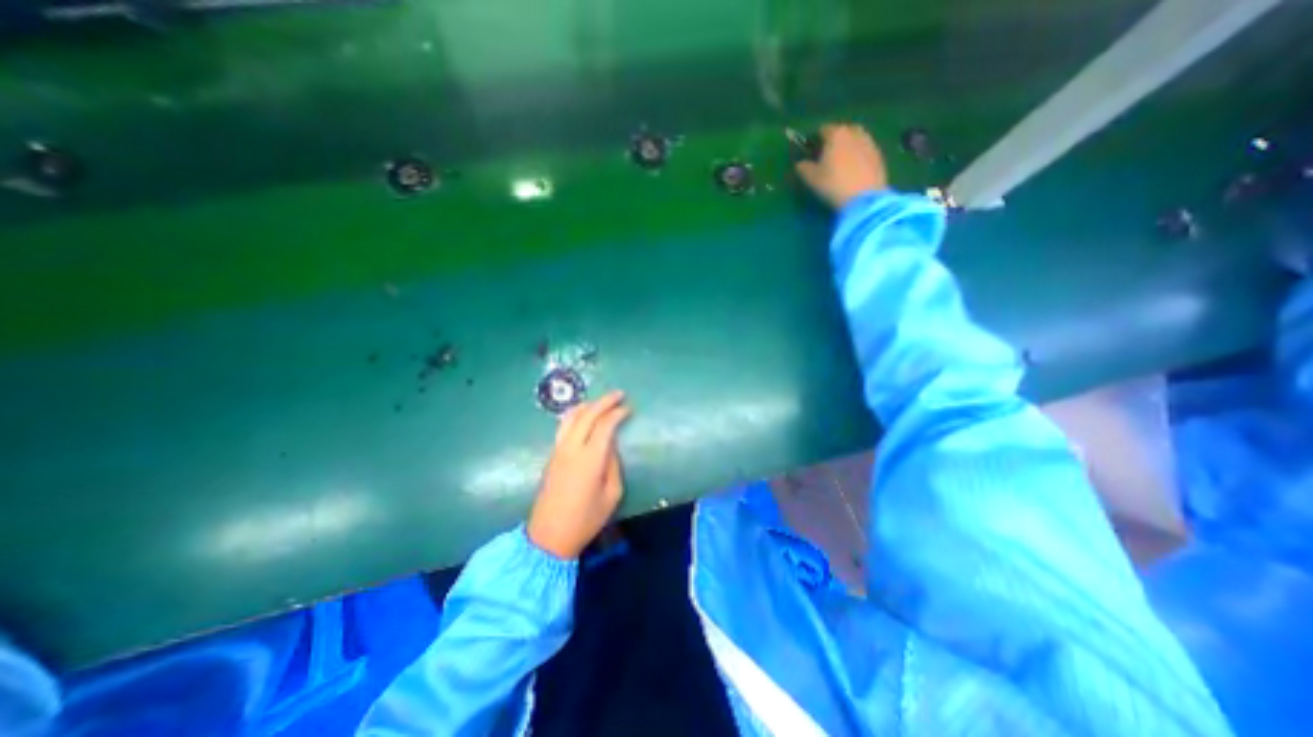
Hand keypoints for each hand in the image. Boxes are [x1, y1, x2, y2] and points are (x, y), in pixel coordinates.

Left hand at [526, 391, 634, 557]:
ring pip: (571, 417)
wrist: (548, 536)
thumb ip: (613, 466)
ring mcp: (558, 450)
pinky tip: (583, 416)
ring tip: (601, 401)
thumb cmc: (586, 520)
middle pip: (587, 414)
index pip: (605, 425)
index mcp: (590, 459)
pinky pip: (564, 426)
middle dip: (604, 401)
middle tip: (619, 394)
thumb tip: (610, 447)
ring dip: (588, 405)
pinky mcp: (551, 455)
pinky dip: (576, 415)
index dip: (618, 413)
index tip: (629, 408)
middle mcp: (572, 448)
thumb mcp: (612, 495)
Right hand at [795, 124, 887, 210]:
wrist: (864, 198)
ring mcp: (870, 143)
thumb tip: (800, 163)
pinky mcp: (879, 155)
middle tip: (827, 155)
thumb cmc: (833, 185)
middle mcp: (855, 133)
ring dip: (849, 145)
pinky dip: (859, 155)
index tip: (810, 151)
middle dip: (834, 140)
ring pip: (856, 138)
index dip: (815, 140)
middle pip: (842, 131)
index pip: (823, 130)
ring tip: (842, 162)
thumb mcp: (811, 179)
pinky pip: (865, 150)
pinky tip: (854, 169)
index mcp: (836, 134)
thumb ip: (803, 167)